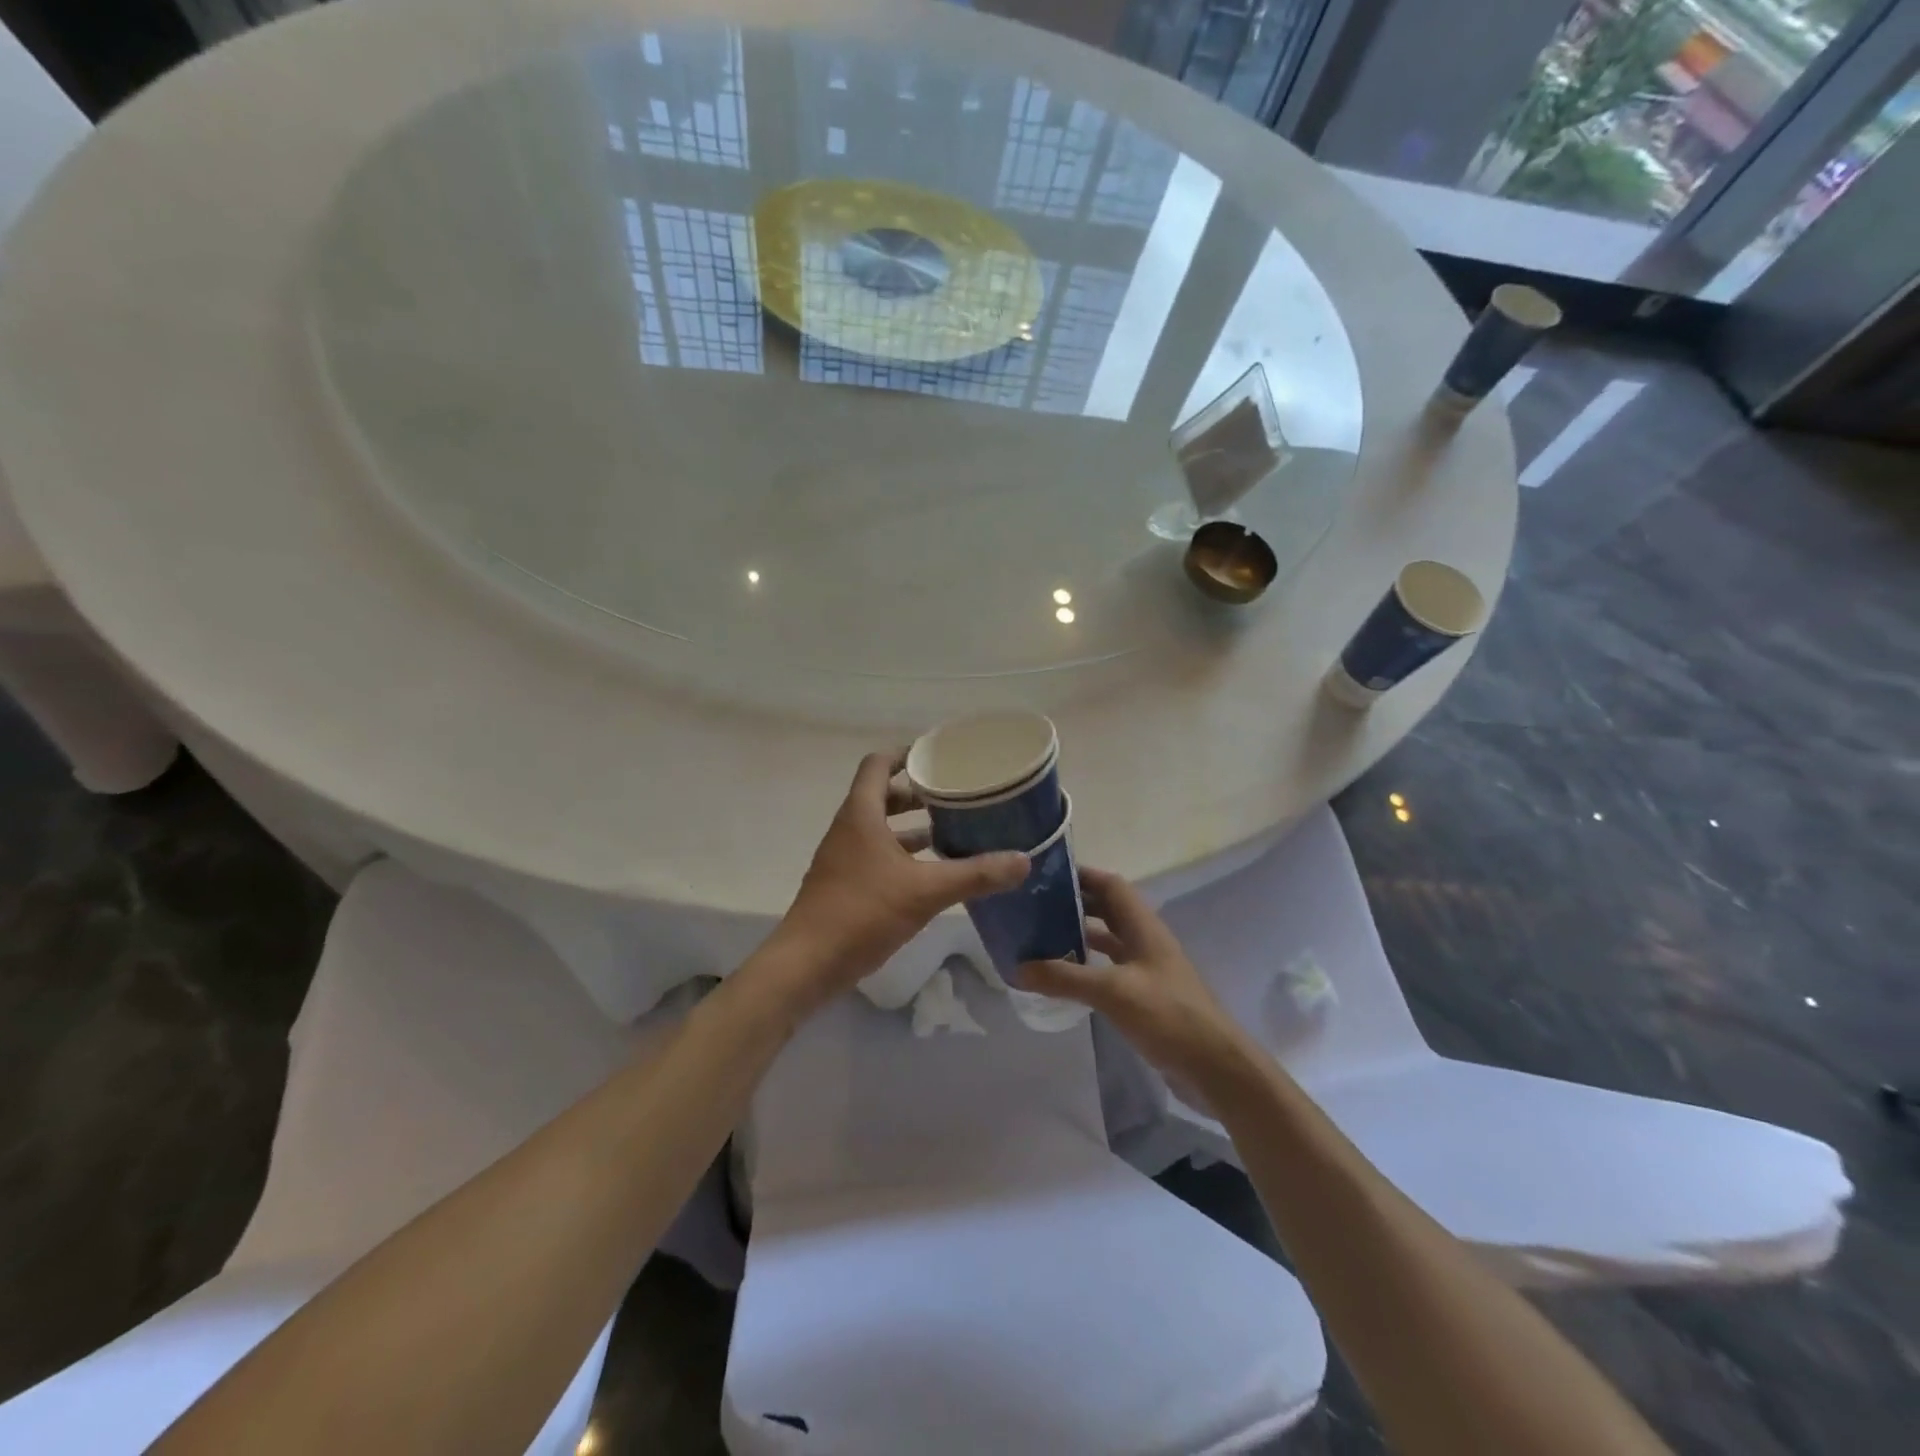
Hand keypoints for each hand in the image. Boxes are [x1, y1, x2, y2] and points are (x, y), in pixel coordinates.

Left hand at [764, 750, 1029, 1013]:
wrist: (807, 964)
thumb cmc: (862, 912)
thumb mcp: (926, 891)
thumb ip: (975, 875)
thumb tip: (1023, 860)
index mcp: (861, 814)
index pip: (878, 764)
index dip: (906, 754)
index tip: (938, 757)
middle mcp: (849, 828)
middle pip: (882, 795)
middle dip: (917, 793)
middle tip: (956, 795)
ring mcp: (843, 858)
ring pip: (880, 828)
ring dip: (912, 826)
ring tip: (952, 829)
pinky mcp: (844, 885)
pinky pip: (877, 855)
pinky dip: (903, 855)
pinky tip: (932, 873)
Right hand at [1020, 868, 1256, 1094]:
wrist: (1213, 1066)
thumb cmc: (1168, 1015)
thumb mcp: (1112, 992)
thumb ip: (1065, 977)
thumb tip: (1018, 967)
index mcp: (1143, 926)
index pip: (1110, 884)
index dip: (1081, 875)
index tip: (1044, 876)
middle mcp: (1145, 940)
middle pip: (1107, 909)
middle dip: (1073, 903)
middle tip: (1033, 906)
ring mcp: (1146, 968)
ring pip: (1108, 939)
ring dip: (1078, 934)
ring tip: (1039, 936)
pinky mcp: (1144, 995)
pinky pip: (1109, 968)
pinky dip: (1086, 965)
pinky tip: (1063, 975)